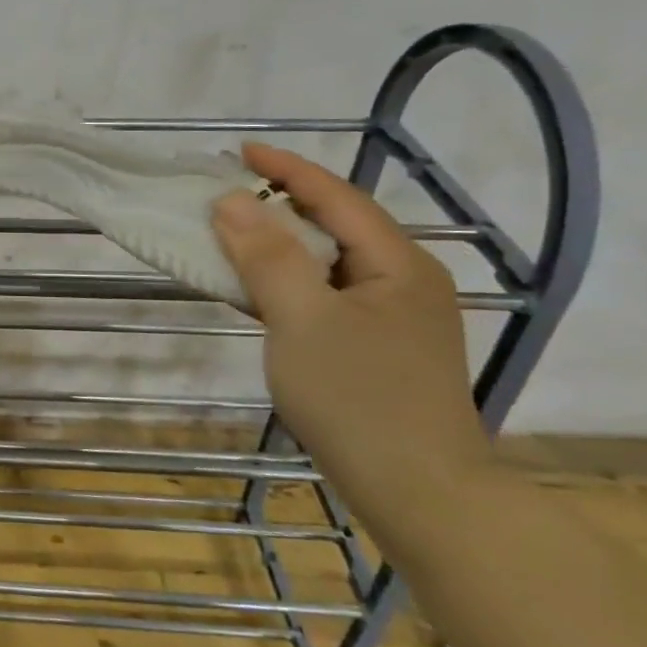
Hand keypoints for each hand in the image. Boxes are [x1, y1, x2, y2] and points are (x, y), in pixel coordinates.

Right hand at [209, 144, 491, 505]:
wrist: (421, 494)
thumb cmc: (359, 399)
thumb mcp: (302, 320)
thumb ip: (266, 256)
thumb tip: (231, 200)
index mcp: (397, 263)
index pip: (335, 196)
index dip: (285, 169)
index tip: (238, 152)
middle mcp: (403, 280)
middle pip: (335, 225)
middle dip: (279, 203)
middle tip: (226, 194)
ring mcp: (393, 317)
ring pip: (328, 262)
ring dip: (279, 245)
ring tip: (231, 236)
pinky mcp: (378, 347)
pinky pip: (325, 295)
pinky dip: (287, 283)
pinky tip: (257, 290)